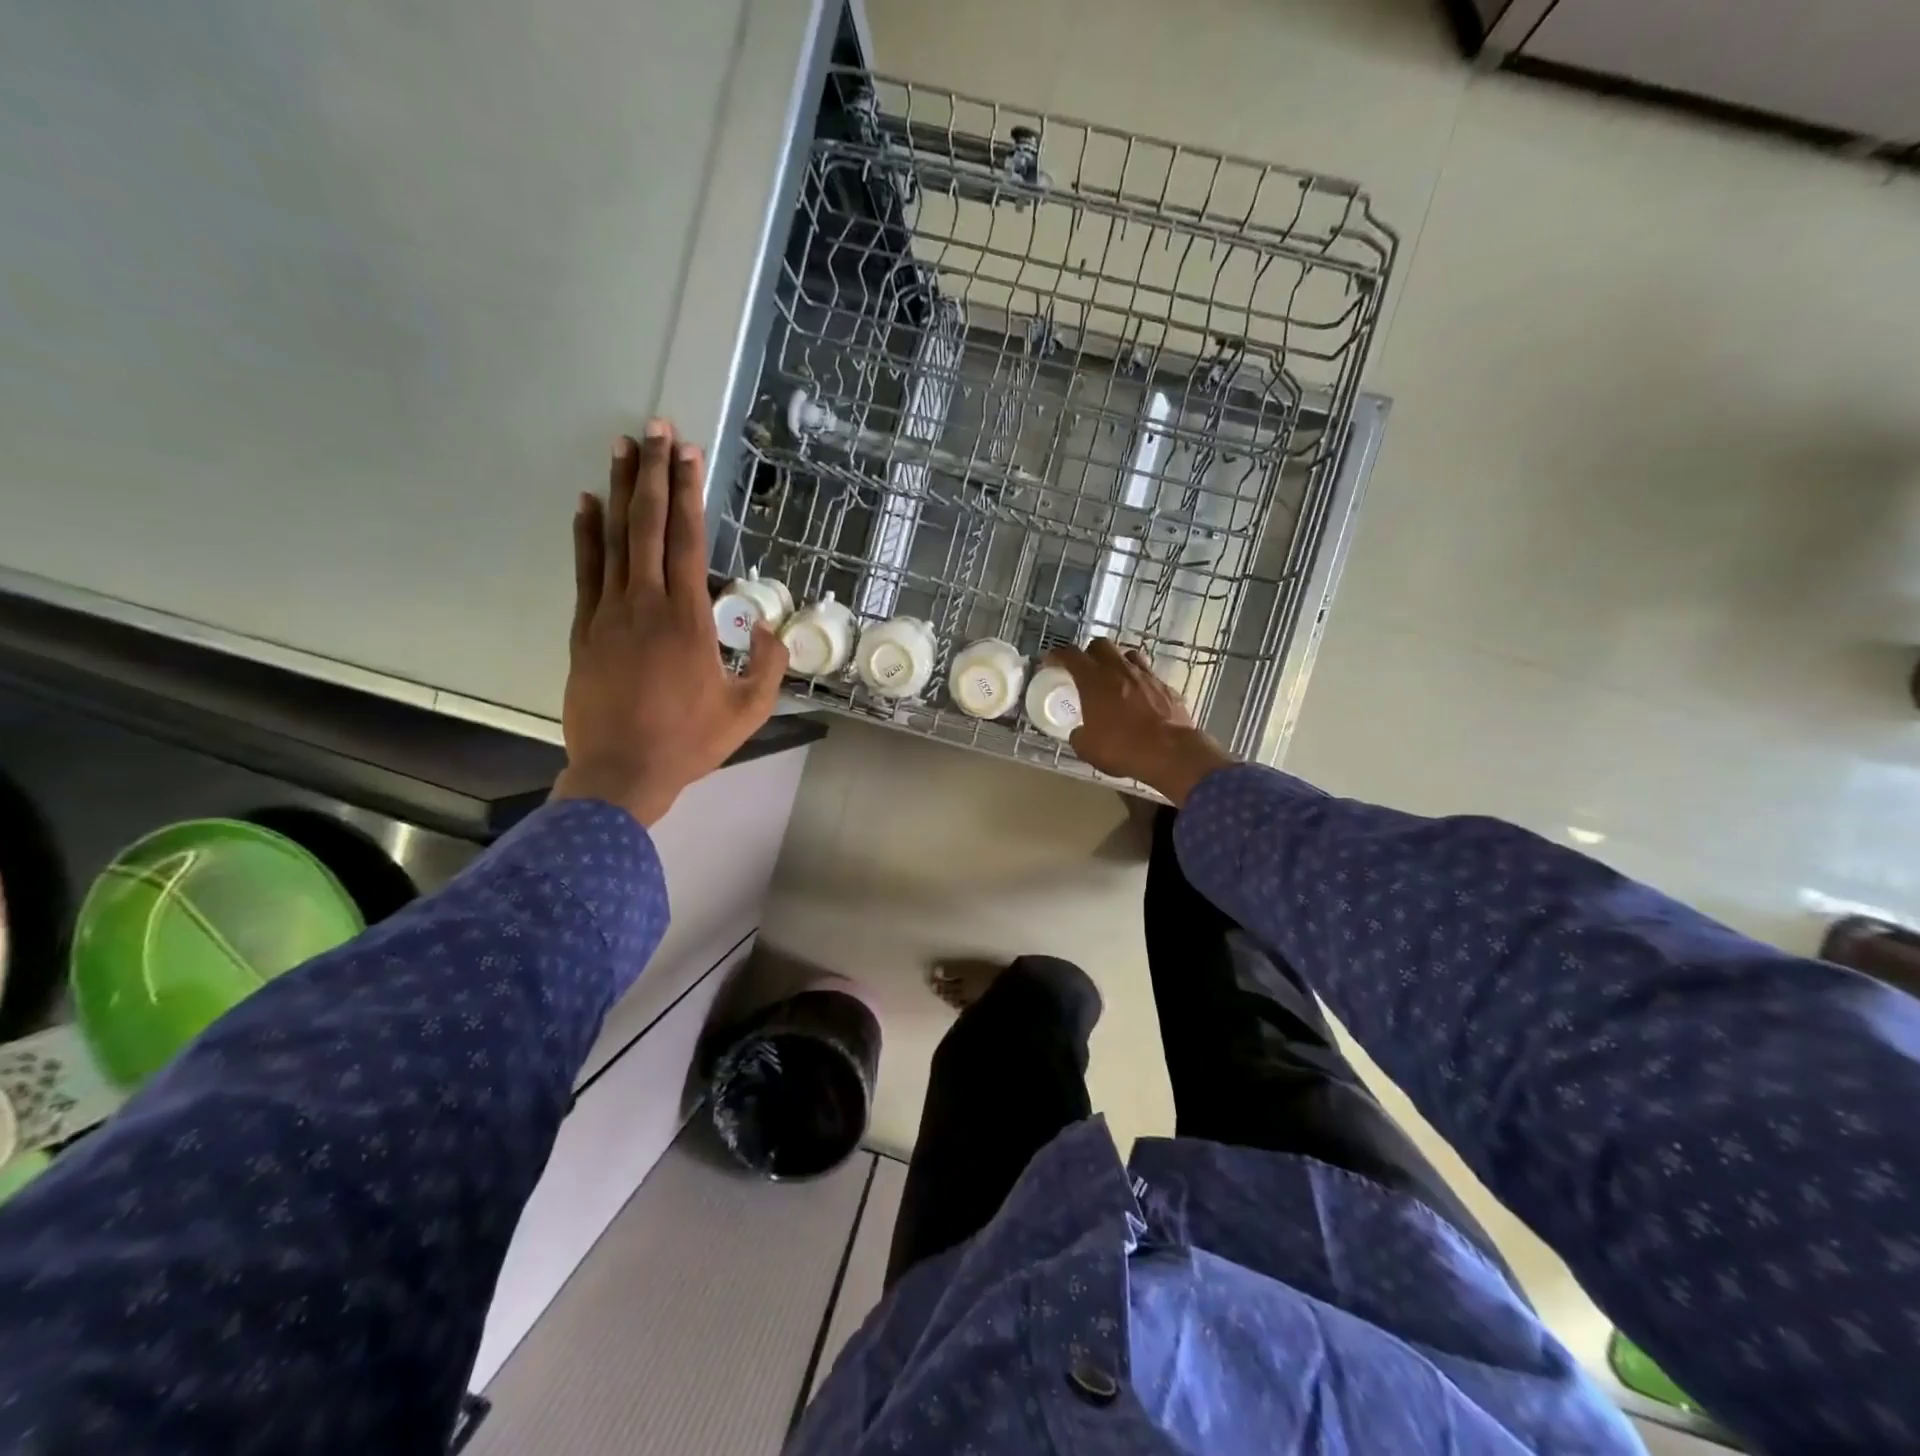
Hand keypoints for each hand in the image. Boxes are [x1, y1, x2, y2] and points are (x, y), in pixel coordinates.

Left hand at [552, 422, 786, 825]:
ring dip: (621, 491)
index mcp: (689, 620)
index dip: (690, 494)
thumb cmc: (690, 742)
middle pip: (650, 526)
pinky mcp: (583, 629)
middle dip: (655, 474)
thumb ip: (767, 665)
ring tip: (623, 448)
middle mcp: (646, 604)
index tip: (690, 454)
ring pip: (614, 539)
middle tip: (656, 429)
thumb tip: (766, 626)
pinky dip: (587, 534)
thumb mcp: (749, 710)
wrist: (621, 772)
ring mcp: (608, 614)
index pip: (689, 542)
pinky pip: (586, 571)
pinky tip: (588, 504)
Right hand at [1045, 639, 1234, 804]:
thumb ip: (1079, 735)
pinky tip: (1140, 698)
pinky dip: (1140, 682)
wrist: (1169, 752)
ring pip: (1128, 655)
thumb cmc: (1122, 748)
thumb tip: (1080, 733)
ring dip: (1118, 662)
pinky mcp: (1166, 687)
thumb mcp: (1088, 748)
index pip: (1070, 655)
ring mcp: (1146, 676)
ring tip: (1114, 678)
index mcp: (1094, 680)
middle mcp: (1119, 670)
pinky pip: (1149, 676)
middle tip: (1086, 669)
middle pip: (1101, 645)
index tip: (1052, 661)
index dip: (1058, 655)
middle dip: (1090, 653)